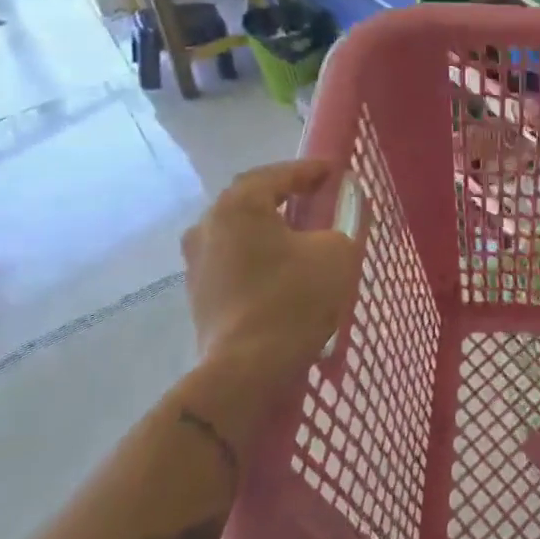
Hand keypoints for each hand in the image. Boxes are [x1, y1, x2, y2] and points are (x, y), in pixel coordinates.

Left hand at [179, 160, 359, 433]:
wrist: (247, 368)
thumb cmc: (294, 299)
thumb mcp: (337, 252)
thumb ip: (342, 224)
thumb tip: (335, 223)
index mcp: (238, 205)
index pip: (278, 174)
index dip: (309, 170)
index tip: (334, 171)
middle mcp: (208, 225)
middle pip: (251, 199)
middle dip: (284, 195)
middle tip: (315, 197)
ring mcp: (197, 261)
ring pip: (239, 230)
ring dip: (268, 226)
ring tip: (299, 233)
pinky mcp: (199, 293)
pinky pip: (234, 259)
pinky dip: (258, 254)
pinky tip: (280, 266)